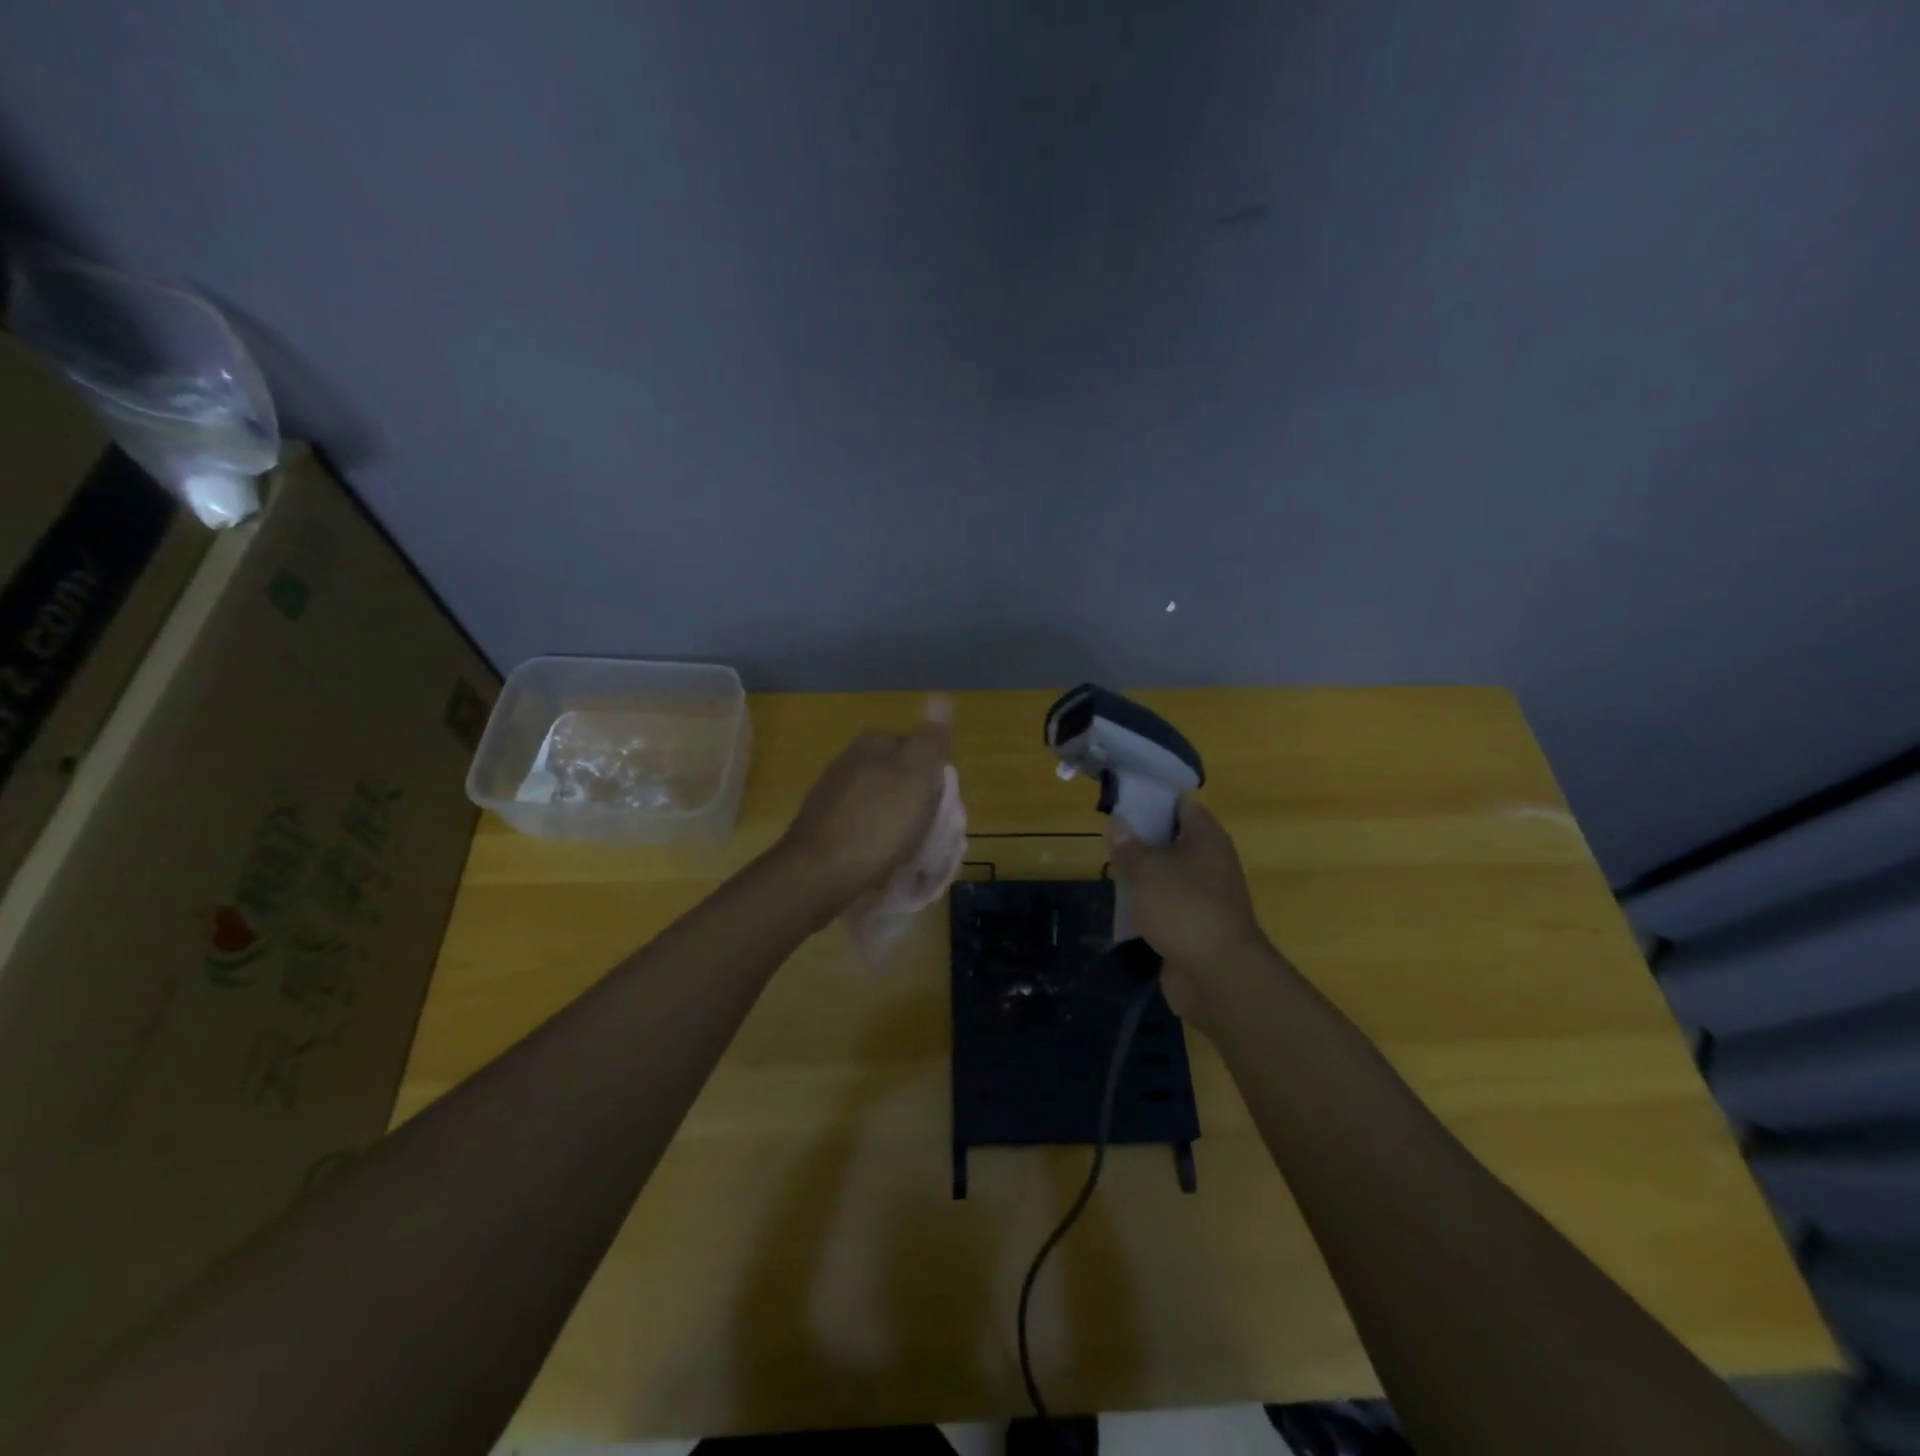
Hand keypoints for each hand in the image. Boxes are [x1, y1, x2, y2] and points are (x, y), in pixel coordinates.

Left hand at [778, 702, 952, 908]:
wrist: (817, 875)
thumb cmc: (877, 824)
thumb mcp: (916, 776)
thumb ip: (930, 740)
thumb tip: (940, 697)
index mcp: (872, 744)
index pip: (919, 749)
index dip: (936, 779)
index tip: (941, 808)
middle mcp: (849, 761)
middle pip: (901, 778)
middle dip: (917, 803)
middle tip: (927, 834)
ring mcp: (832, 794)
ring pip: (883, 804)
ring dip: (898, 824)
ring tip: (906, 852)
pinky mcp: (823, 826)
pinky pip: (864, 827)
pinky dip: (877, 841)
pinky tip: (881, 861)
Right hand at [1107, 799, 1277, 1028]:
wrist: (1218, 975)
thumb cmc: (1184, 908)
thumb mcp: (1147, 870)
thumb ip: (1129, 847)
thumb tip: (1117, 823)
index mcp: (1206, 838)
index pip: (1180, 805)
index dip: (1151, 800)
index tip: (1120, 803)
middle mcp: (1210, 862)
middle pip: (1172, 840)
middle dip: (1141, 839)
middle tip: (1107, 838)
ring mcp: (1204, 896)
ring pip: (1167, 874)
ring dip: (1142, 875)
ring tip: (1109, 869)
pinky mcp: (1195, 925)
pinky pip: (1167, 905)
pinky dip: (1148, 905)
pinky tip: (1123, 906)